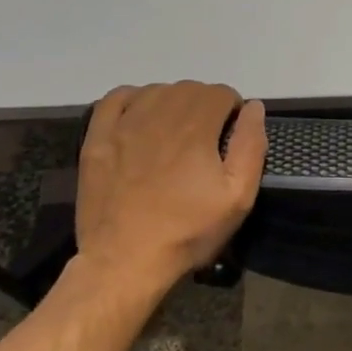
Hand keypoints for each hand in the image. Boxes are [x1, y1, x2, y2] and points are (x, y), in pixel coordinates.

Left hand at [72, 82, 267, 297]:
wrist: (123, 261)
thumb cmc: (187, 231)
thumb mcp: (238, 197)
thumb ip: (251, 145)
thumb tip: (254, 107)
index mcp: (196, 127)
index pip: (222, 93)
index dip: (233, 112)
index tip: (230, 138)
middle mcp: (160, 115)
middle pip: (191, 89)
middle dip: (205, 106)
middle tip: (206, 141)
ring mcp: (124, 124)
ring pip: (157, 91)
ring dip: (173, 103)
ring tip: (176, 134)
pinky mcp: (97, 138)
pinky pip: (115, 98)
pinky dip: (133, 99)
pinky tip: (141, 119)